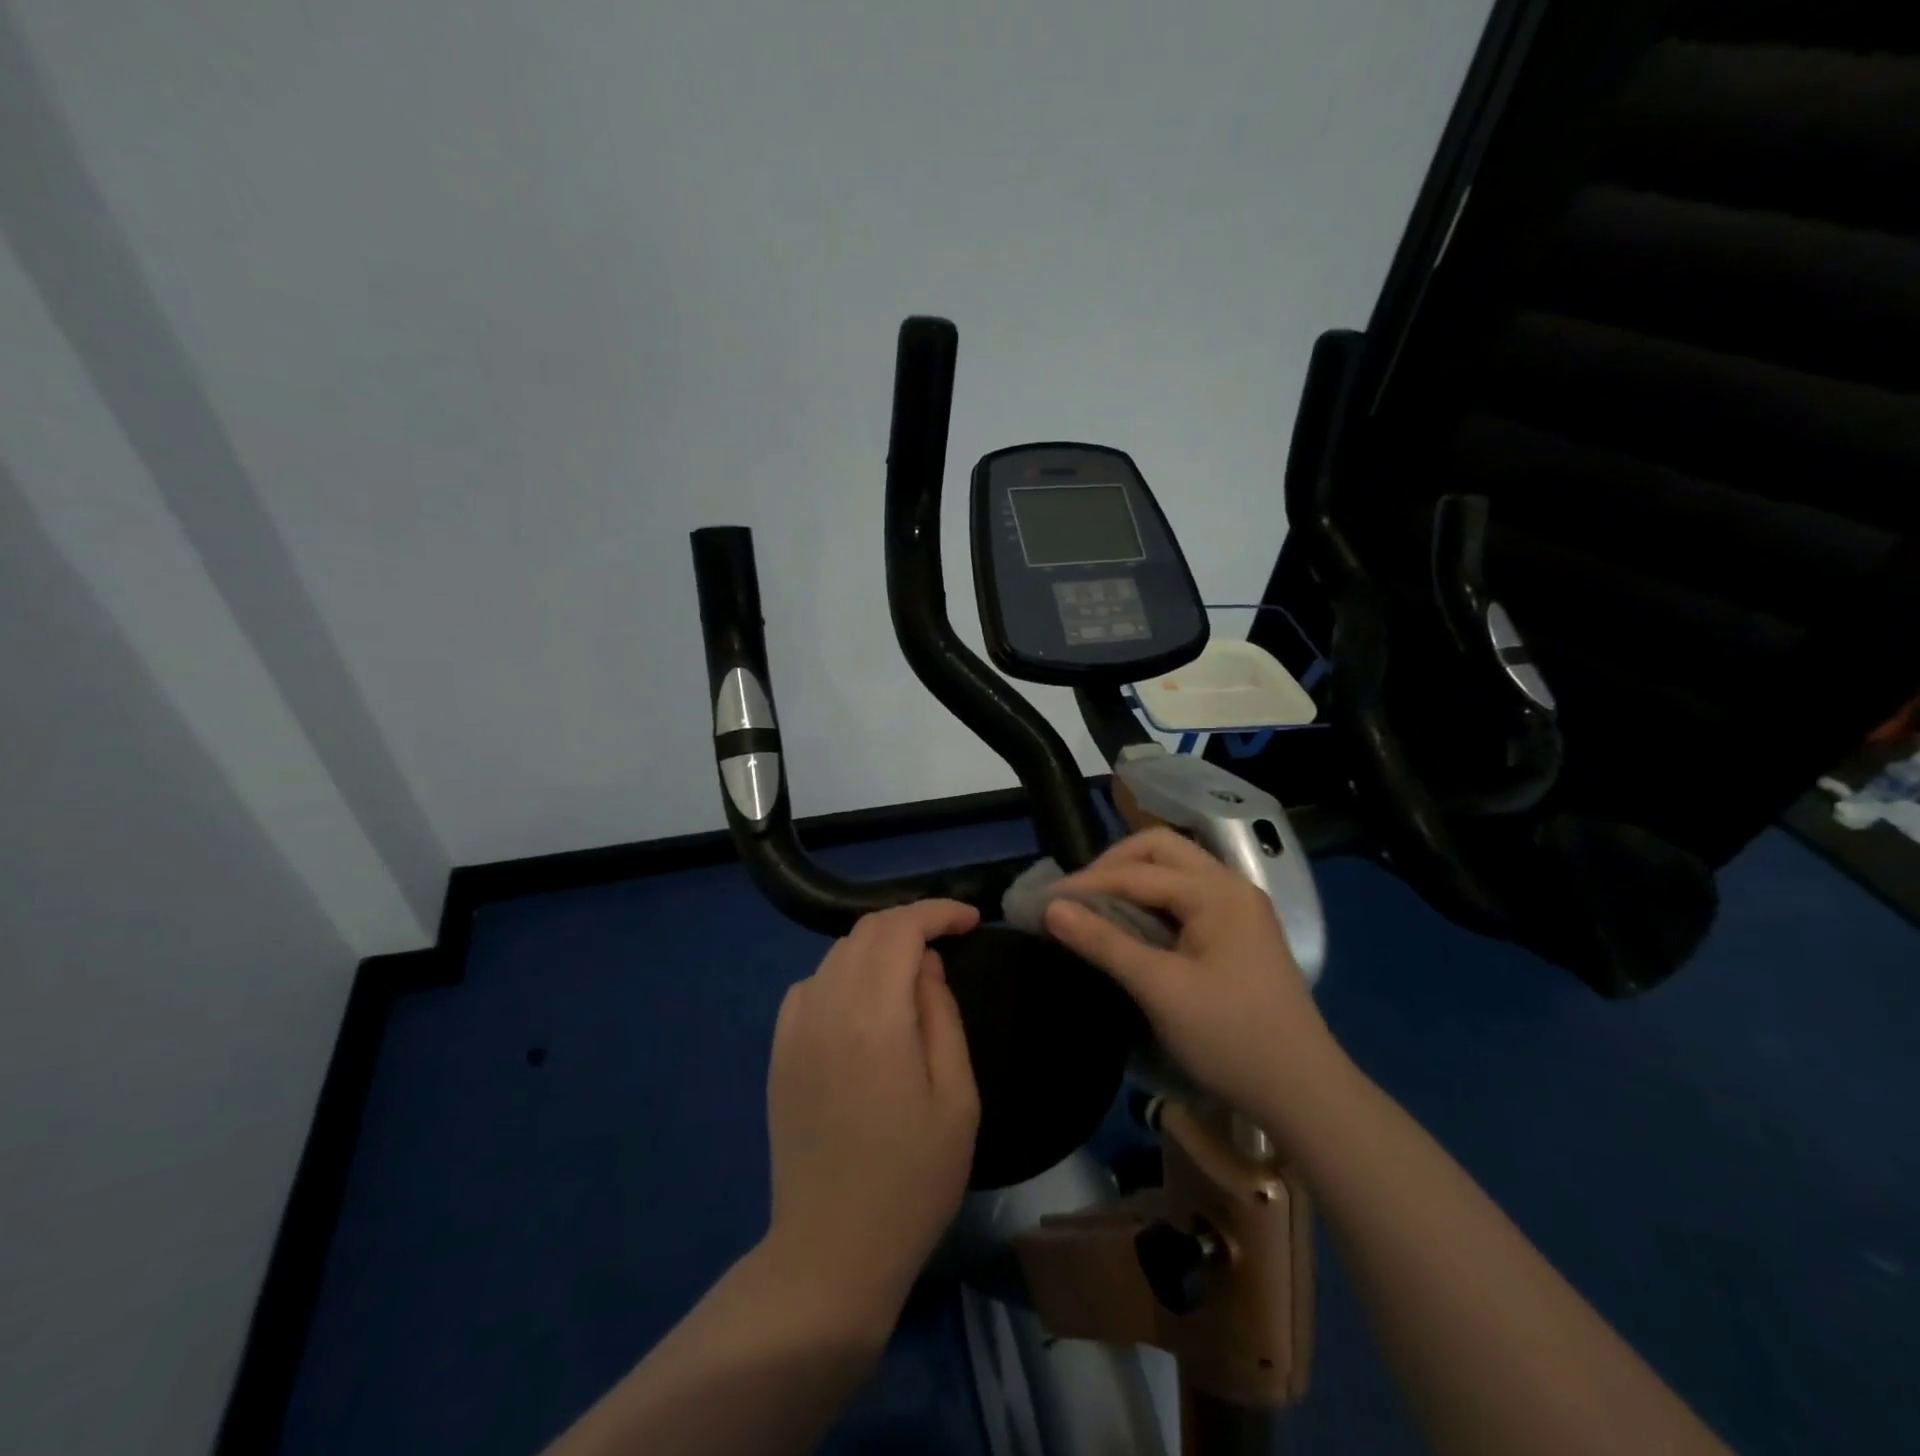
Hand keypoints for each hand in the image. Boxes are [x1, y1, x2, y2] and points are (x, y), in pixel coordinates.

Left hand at [763, 899, 981, 1331]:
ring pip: (838, 953)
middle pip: (867, 930)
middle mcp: (826, 1006)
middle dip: (912, 922)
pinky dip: (847, 972)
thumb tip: (926, 964)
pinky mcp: (779, 1049)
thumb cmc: (911, 1179)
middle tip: (949, 940)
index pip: (901, 928)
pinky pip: (814, 983)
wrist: (831, 1249)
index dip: (938, 912)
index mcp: (873, 1016)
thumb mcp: (956, 1099)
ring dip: (880, 945)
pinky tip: (867, 1002)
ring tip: (913, 969)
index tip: (971, 921)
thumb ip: (941, 1015)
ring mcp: (794, 1027)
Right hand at [1043, 828, 1339, 1124]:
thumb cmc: (1231, 1038)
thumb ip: (1104, 942)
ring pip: (1175, 870)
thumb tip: (1051, 908)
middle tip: (1076, 896)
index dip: (1087, 883)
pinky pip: (1186, 896)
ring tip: (1095, 907)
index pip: (1137, 871)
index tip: (1044, 901)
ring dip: (1132, 879)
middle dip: (1112, 865)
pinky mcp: (1240, 932)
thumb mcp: (1160, 989)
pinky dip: (1152, 900)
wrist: (1305, 1094)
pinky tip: (1131, 924)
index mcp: (1217, 891)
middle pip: (1160, 850)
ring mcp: (1240, 908)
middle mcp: (1231, 886)